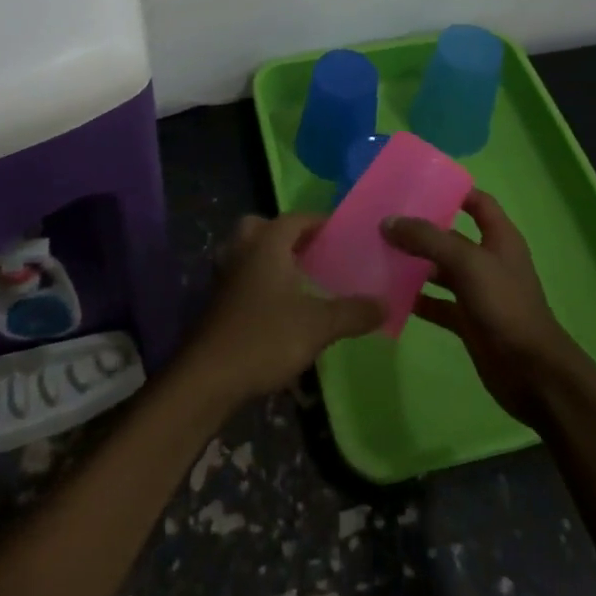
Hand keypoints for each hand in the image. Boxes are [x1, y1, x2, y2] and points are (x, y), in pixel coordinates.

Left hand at [179, 214, 383, 406]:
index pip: (294, 218)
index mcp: (266, 244)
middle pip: (262, 226)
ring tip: (294, 276)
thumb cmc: (265, 338)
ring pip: (245, 249)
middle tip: (310, 251)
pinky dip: (255, 278)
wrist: (209, 376)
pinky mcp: (216, 300)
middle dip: (285, 233)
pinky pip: (239, 274)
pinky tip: (273, 303)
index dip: (317, 221)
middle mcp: (242, 250)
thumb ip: (352, 312)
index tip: (340, 232)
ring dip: (267, 255)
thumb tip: (385, 303)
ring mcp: (224, 275)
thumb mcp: (318, 326)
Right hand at [382, 190, 593, 426]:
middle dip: (421, 228)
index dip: (452, 190)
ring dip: (414, 264)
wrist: (532, 373)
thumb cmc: (505, 305)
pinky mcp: (468, 321)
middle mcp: (488, 260)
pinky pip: (437, 304)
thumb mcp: (467, 262)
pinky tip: (390, 296)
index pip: (477, 202)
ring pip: (440, 270)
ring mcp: (478, 292)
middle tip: (384, 220)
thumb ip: (428, 239)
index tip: (416, 185)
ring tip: (379, 254)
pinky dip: (417, 300)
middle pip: (451, 236)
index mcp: (499, 237)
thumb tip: (389, 222)